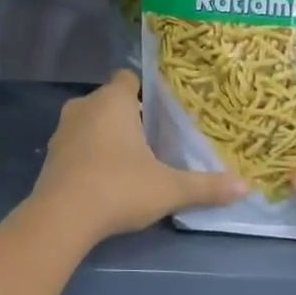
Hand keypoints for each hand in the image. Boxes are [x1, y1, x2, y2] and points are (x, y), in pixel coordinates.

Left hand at [27, 71, 245, 244]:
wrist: (63, 216)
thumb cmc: (119, 187)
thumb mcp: (169, 189)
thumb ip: (206, 186)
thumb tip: (245, 187)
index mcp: (113, 101)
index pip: (127, 78)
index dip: (143, 90)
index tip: (160, 110)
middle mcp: (84, 106)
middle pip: (109, 101)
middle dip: (127, 116)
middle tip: (153, 139)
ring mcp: (62, 130)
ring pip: (90, 122)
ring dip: (105, 135)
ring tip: (129, 160)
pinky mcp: (50, 155)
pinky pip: (75, 144)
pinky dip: (88, 154)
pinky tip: (103, 178)